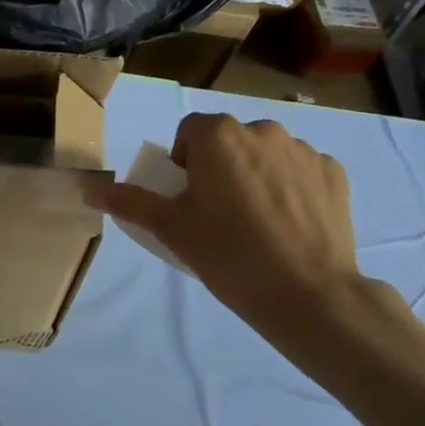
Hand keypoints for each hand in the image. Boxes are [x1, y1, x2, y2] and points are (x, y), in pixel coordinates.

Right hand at [89, 114, 367, 358]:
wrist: (309, 294)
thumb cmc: (228, 254)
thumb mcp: (171, 228)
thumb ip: (130, 202)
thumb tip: (89, 190)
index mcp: (218, 136)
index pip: (190, 131)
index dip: (184, 161)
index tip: (188, 197)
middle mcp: (262, 131)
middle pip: (229, 140)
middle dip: (221, 165)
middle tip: (219, 212)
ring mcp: (303, 150)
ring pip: (266, 153)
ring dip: (257, 173)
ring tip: (258, 220)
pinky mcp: (335, 173)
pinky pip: (302, 170)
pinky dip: (292, 187)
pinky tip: (290, 223)